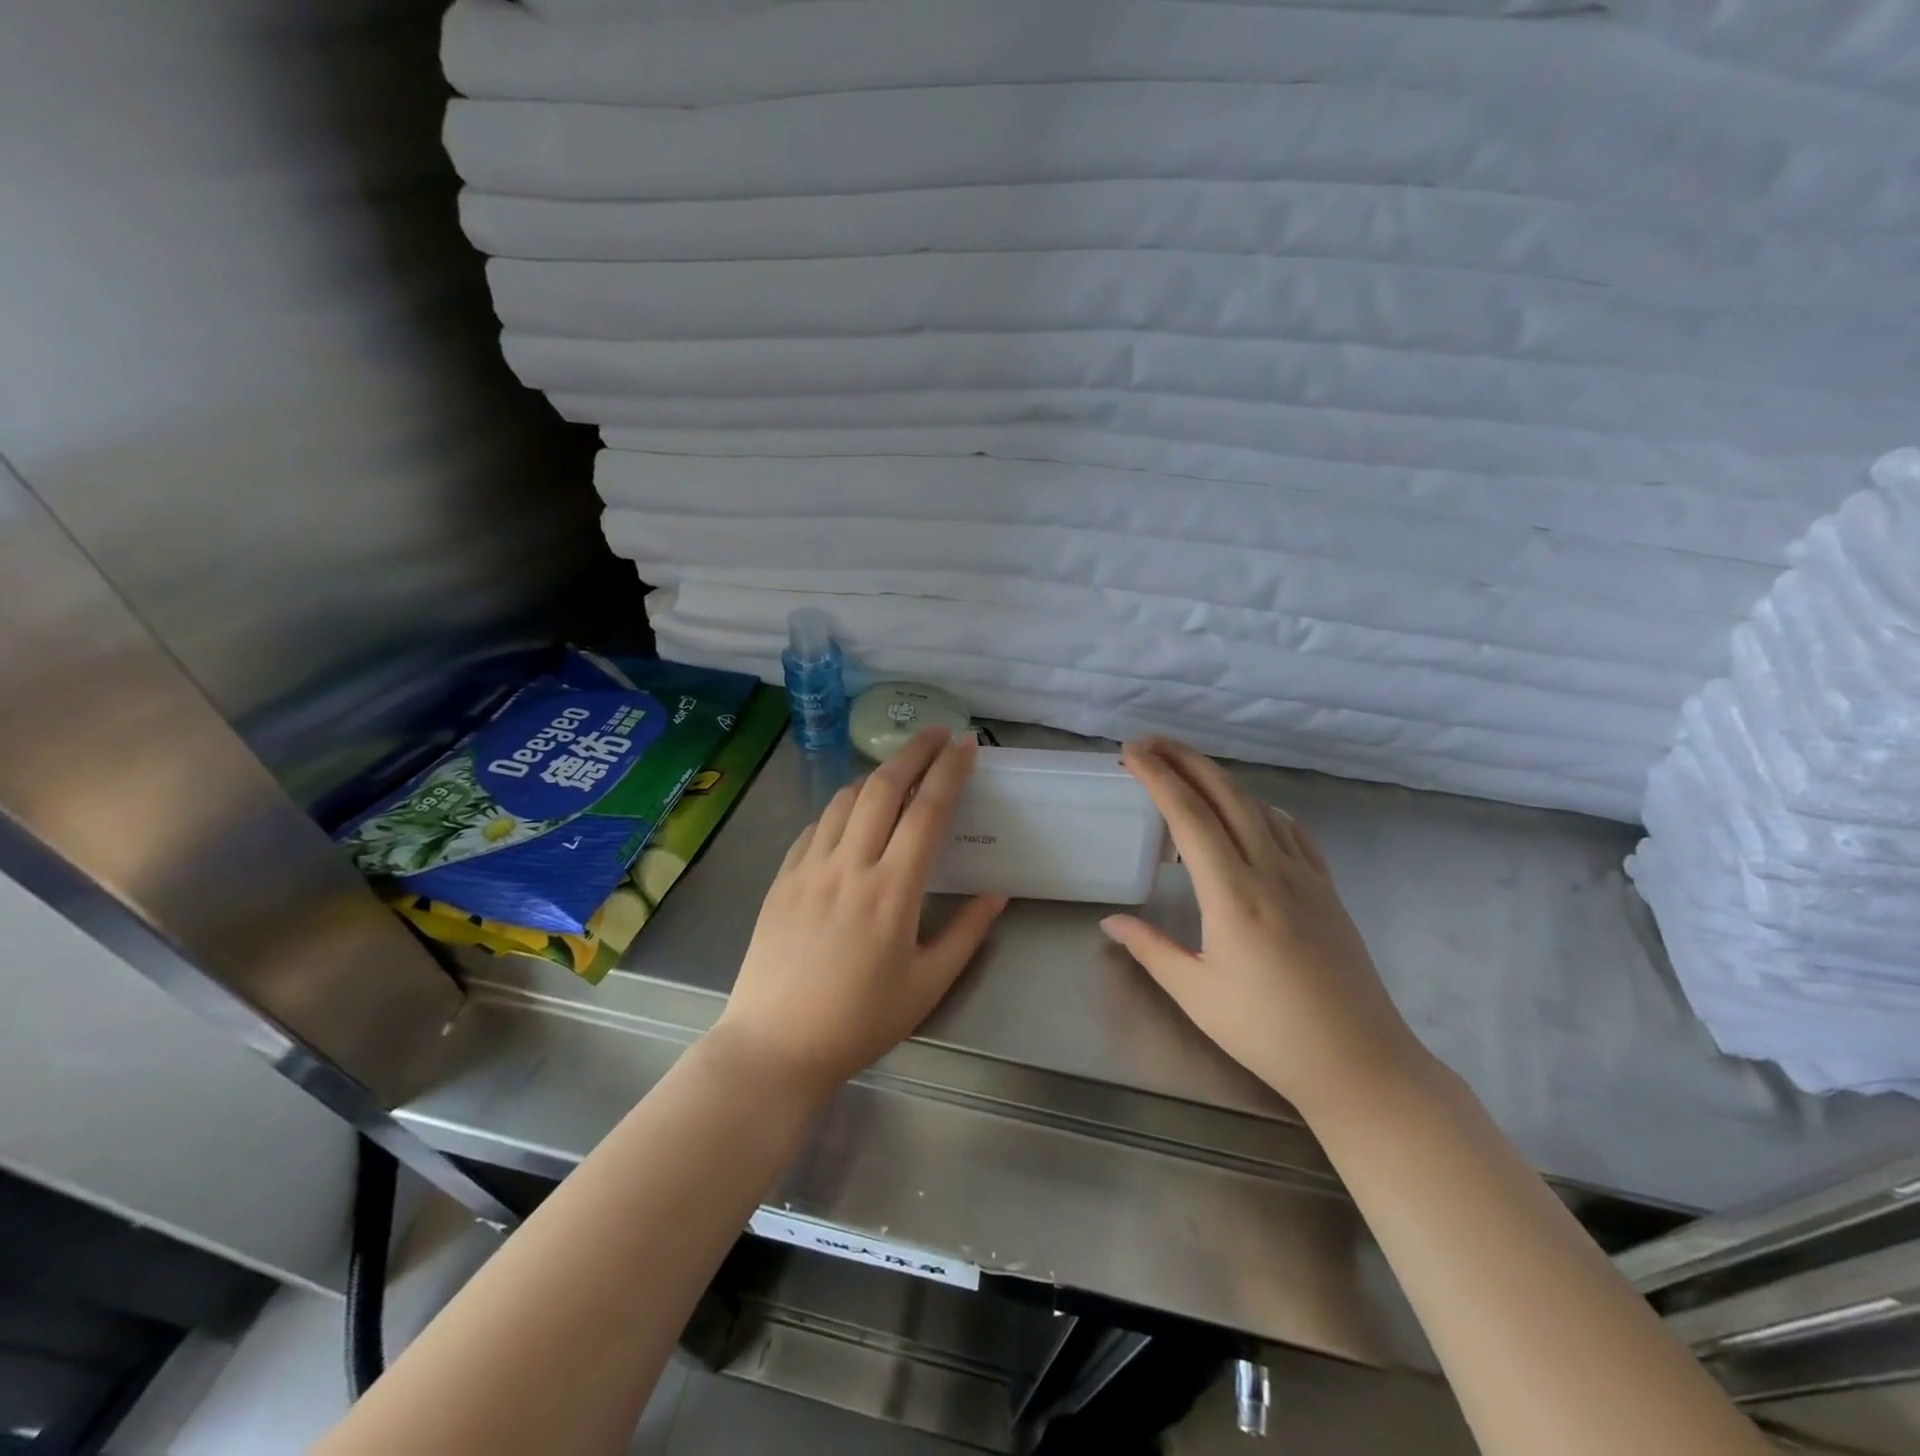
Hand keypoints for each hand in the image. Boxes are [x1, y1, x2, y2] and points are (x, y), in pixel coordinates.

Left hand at [712, 728, 1006, 1096]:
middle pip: (882, 787)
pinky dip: (840, 808)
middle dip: (913, 752)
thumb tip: (997, 894)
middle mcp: (849, 866)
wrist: (774, 1045)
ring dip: (875, 776)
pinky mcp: (782, 878)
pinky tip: (850, 816)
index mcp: (892, 891)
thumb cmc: (859, 1021)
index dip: (949, 772)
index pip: (927, 811)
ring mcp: (809, 868)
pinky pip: (815, 826)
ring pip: (844, 799)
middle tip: (935, 734)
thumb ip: (966, 934)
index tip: (966, 745)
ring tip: (897, 771)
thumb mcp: (927, 986)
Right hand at [1100, 738, 1428, 1114]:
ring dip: (1221, 780)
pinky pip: (1292, 832)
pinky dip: (1262, 809)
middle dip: (1185, 761)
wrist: (1360, 1063)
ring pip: (1259, 807)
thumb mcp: (1196, 993)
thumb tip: (1110, 921)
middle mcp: (1270, 871)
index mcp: (1232, 894)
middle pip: (1226, 796)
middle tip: (1151, 742)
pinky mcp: (1327, 891)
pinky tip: (1252, 813)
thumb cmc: (1268, 1033)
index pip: (1188, 817)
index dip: (1157, 778)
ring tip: (1188, 771)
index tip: (1131, 753)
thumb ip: (1150, 948)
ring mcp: (1305, 877)